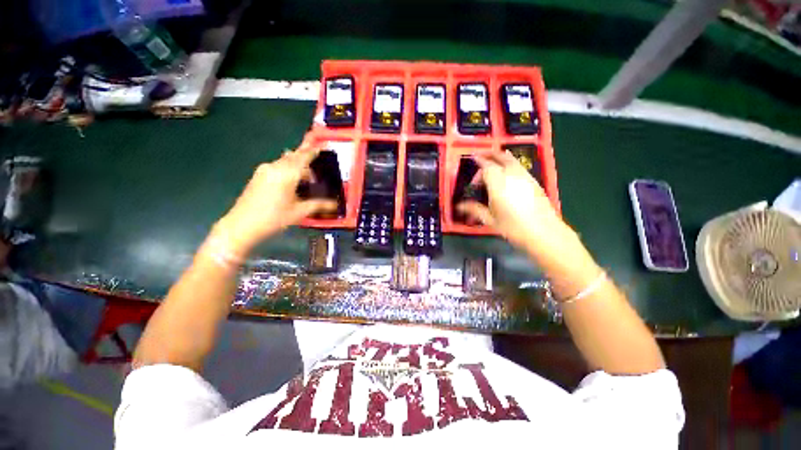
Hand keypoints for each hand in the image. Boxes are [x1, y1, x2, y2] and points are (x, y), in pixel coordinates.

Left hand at [213, 136, 336, 257]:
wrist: (241, 225)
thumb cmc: (274, 218)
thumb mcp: (299, 212)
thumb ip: (318, 205)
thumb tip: (335, 204)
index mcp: (286, 174)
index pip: (303, 157)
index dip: (314, 151)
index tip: (322, 145)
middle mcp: (275, 167)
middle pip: (294, 156)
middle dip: (306, 157)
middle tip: (318, 161)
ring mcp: (264, 170)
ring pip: (285, 161)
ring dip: (297, 164)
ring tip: (307, 176)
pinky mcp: (258, 175)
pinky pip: (278, 166)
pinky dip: (288, 169)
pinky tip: (293, 180)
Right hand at [456, 151, 575, 258]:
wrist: (544, 233)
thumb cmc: (513, 227)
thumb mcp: (490, 219)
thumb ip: (474, 209)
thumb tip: (459, 206)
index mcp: (498, 183)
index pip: (486, 166)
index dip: (479, 162)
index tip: (472, 159)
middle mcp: (512, 175)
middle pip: (501, 157)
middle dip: (490, 155)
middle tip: (482, 157)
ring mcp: (525, 177)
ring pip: (512, 160)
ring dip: (501, 158)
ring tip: (494, 162)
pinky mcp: (534, 182)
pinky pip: (519, 167)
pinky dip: (511, 164)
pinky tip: (508, 174)